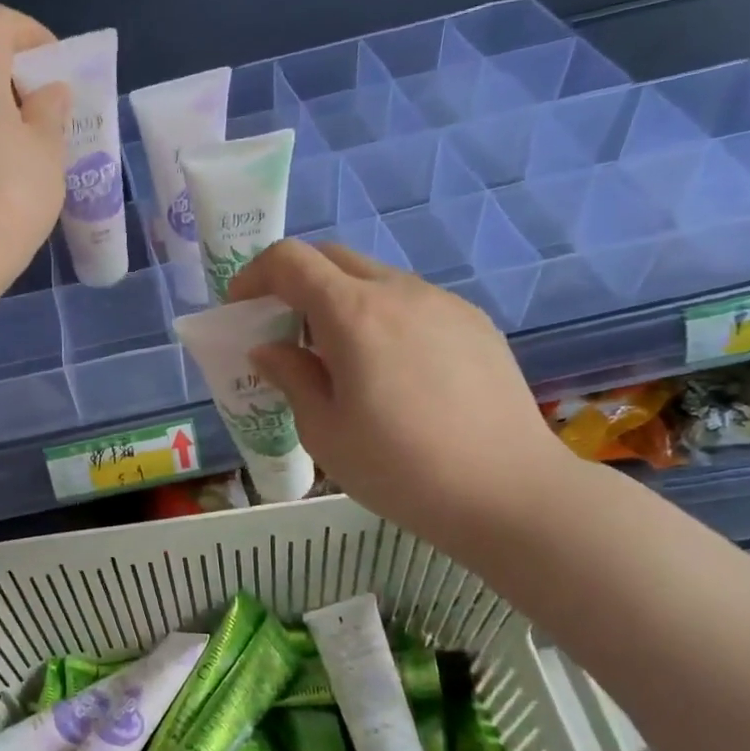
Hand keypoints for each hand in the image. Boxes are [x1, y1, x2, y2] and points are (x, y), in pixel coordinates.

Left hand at [0, 3, 71, 283]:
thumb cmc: (14, 192)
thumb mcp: (47, 148)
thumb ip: (50, 109)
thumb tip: (46, 94)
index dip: (32, 34)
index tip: (57, 71)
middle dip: (25, 82)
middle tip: (56, 116)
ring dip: (9, 117)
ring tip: (41, 153)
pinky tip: (15, 179)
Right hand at [228, 240, 579, 551]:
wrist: (508, 492)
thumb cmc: (400, 468)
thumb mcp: (324, 431)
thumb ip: (291, 377)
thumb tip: (269, 349)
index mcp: (353, 314)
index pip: (290, 260)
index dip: (255, 274)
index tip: (241, 309)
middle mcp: (399, 292)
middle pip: (333, 258)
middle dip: (296, 282)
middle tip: (285, 331)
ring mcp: (443, 303)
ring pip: (376, 279)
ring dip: (342, 301)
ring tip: (341, 359)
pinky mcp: (474, 323)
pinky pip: (414, 303)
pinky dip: (384, 317)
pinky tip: (394, 372)